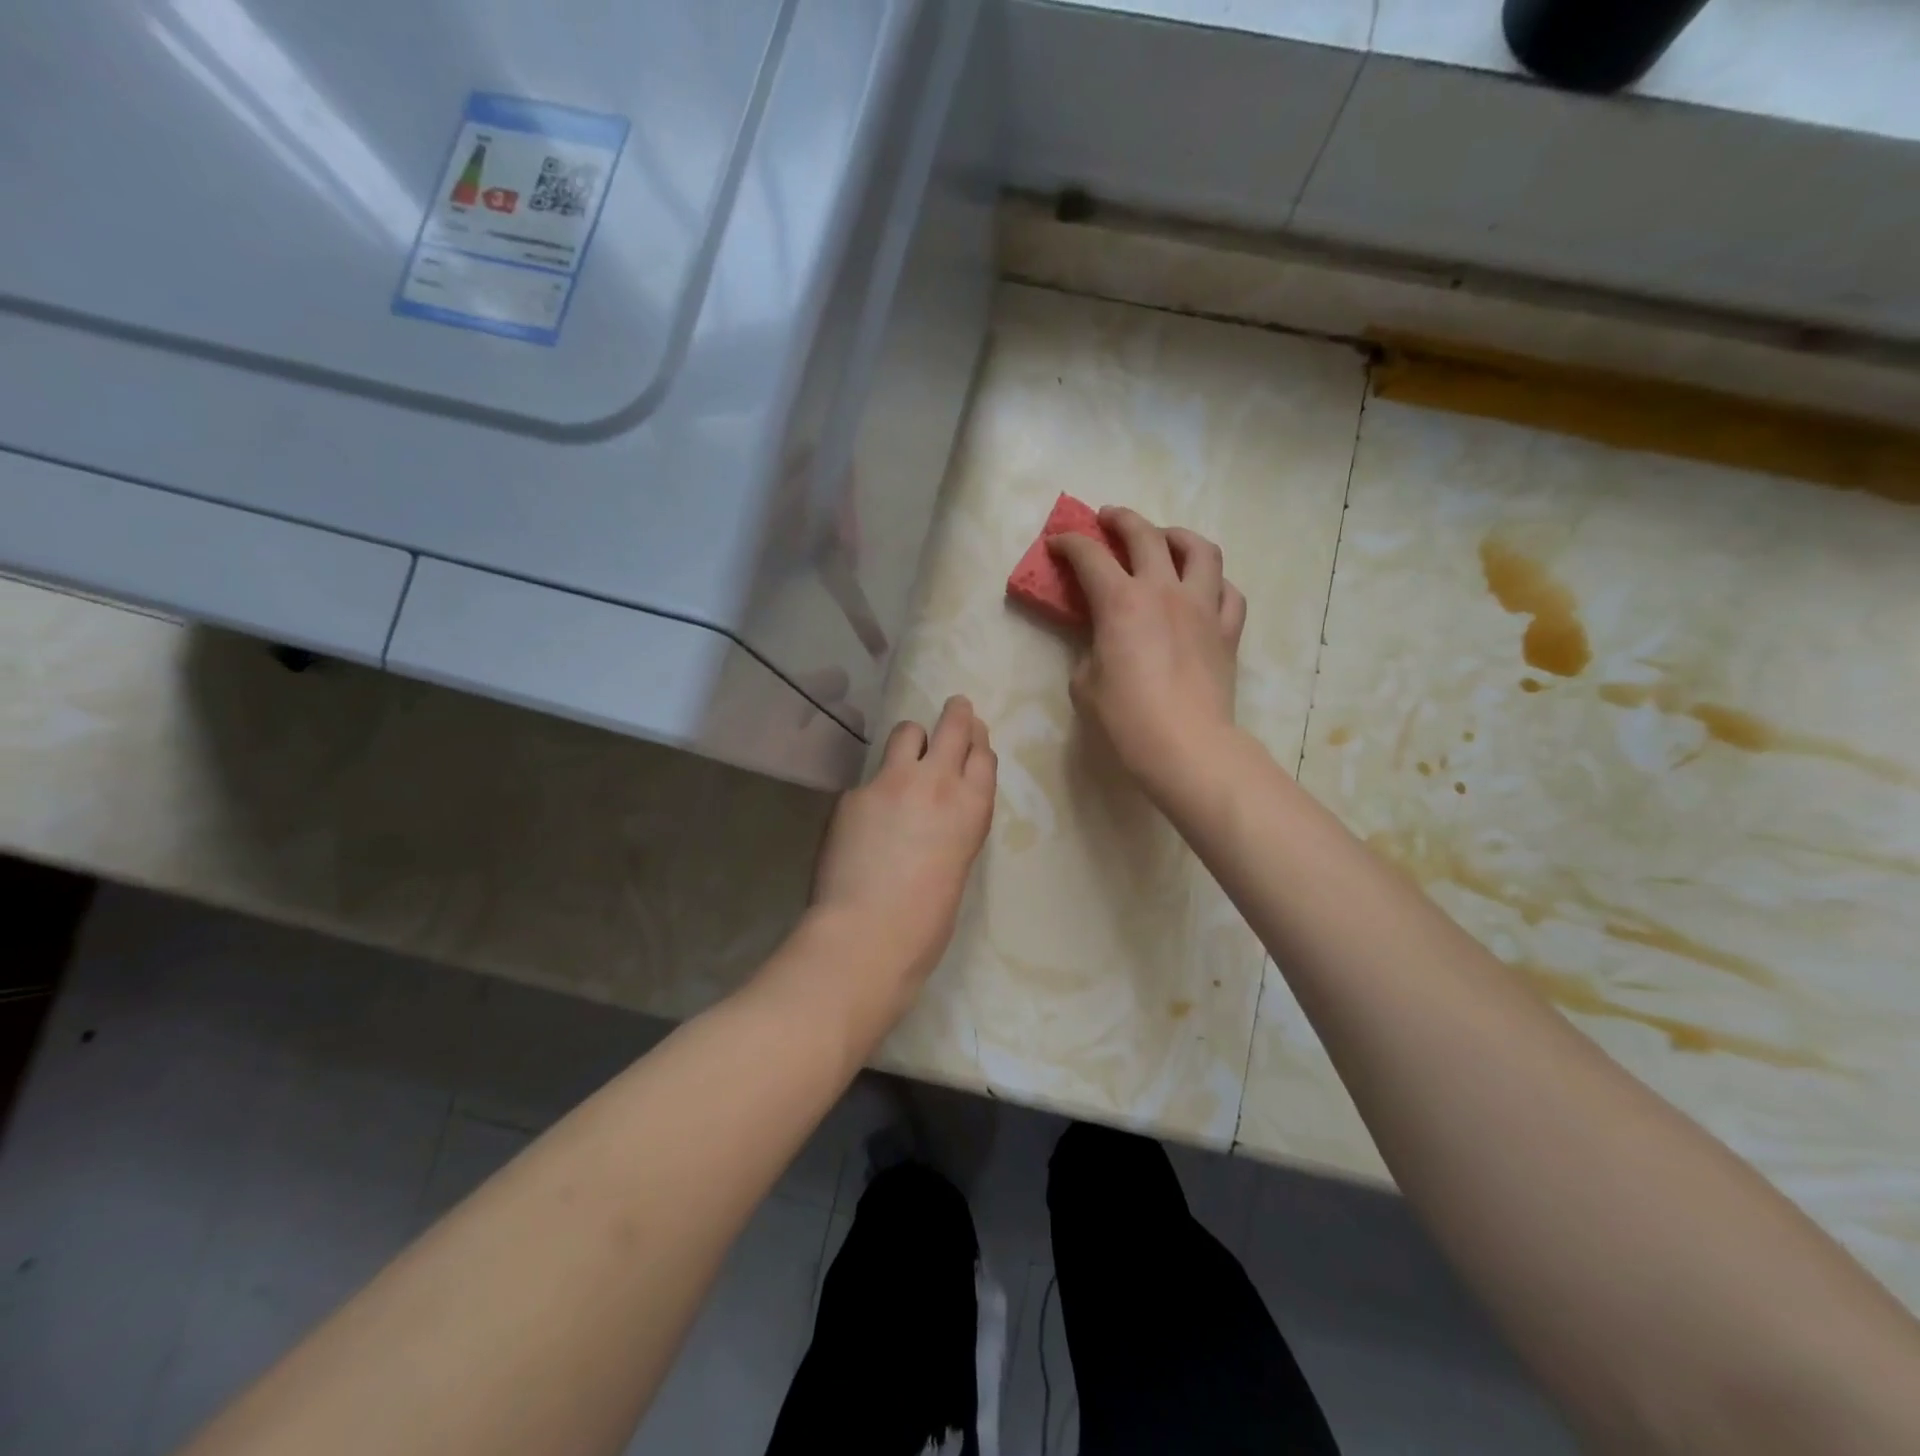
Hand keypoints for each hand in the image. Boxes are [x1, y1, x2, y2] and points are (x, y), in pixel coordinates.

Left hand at [808, 695, 996, 1018]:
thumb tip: (937, 811)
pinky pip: (869, 777)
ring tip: (906, 754)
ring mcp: (891, 781)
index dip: (978, 740)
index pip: (983, 754)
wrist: (868, 934)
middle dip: (956, 713)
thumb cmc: (927, 920)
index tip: (974, 734)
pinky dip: (873, 788)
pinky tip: (864, 818)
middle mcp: (937, 781)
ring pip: (907, 732)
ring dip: (911, 739)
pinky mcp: (854, 792)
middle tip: (955, 707)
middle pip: (953, 726)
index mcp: (972, 807)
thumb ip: (953, 825)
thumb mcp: (958, 864)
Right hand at [1049, 508, 1246, 807]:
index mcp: (1121, 602)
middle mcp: (1164, 591)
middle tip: (1107, 518)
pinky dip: (1214, 582)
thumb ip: (1091, 651)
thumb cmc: (1126, 719)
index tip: (1057, 542)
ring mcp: (1203, 607)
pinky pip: (1229, 592)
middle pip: (1145, 535)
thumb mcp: (1086, 684)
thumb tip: (1104, 644)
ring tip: (1165, 540)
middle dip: (1121, 519)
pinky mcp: (1228, 631)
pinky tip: (1203, 589)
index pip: (1090, 557)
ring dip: (1178, 536)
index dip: (1069, 543)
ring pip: (1200, 550)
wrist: (1186, 746)